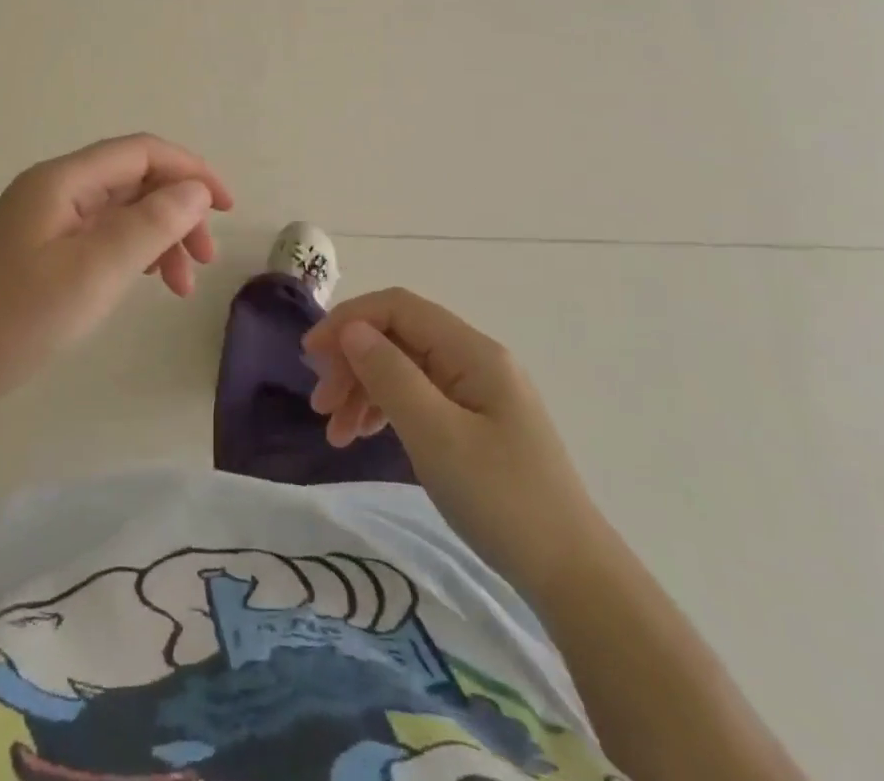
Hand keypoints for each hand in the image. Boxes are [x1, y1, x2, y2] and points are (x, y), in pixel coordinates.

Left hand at [0, 134, 233, 406]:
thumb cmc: (21, 316)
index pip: (141, 152)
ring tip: (181, 284)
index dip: (189, 170)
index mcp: (63, 180)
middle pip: (133, 180)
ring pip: (122, 209)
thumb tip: (195, 190)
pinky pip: (103, 234)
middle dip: (177, 210)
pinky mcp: (44, 247)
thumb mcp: (96, 269)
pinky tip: (147, 279)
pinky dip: (134, 251)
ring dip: (159, 236)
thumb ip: (151, 223)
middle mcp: (56, 188)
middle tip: (204, 259)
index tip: (225, 207)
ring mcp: (48, 218)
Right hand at [304, 288, 604, 592]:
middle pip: (398, 337)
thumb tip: (351, 329)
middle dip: (352, 362)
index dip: (349, 321)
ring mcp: (477, 391)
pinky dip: (385, 410)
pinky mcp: (476, 422)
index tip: (310, 357)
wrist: (572, 577)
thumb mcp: (436, 435)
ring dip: (363, 389)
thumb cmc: (501, 500)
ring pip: (404, 368)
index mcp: (472, 351)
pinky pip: (418, 397)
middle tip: (321, 406)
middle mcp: (474, 360)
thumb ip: (390, 375)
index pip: (398, 308)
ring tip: (335, 432)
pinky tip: (364, 435)